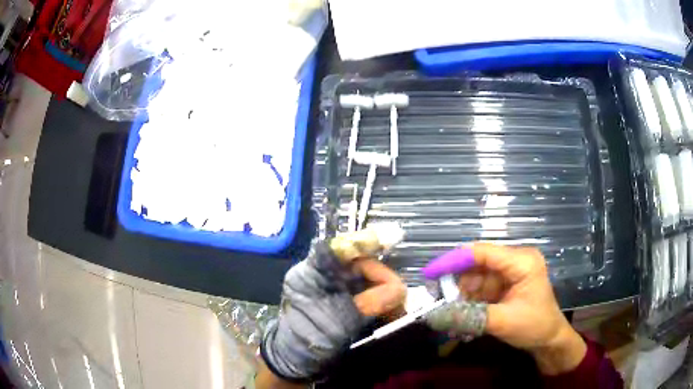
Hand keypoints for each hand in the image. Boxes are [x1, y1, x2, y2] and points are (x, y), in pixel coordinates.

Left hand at [259, 226, 405, 383]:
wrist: (296, 363)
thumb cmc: (308, 339)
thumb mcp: (340, 321)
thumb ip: (370, 302)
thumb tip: (401, 289)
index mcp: (311, 272)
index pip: (340, 247)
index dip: (365, 241)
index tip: (393, 238)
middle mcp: (322, 274)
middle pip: (358, 263)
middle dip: (382, 277)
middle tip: (401, 296)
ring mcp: (331, 288)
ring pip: (365, 279)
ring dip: (384, 292)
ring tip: (398, 309)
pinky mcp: (340, 301)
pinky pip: (364, 294)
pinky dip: (379, 302)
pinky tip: (390, 312)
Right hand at [425, 243, 586, 374]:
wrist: (549, 340)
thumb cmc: (534, 326)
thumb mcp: (503, 322)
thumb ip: (469, 317)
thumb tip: (433, 316)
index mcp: (521, 261)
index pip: (482, 253)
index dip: (454, 260)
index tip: (429, 274)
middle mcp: (514, 261)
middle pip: (476, 265)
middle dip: (456, 284)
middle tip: (436, 302)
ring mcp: (508, 274)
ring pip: (474, 279)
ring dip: (460, 297)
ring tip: (448, 315)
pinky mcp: (503, 286)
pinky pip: (479, 290)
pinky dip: (468, 303)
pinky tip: (460, 317)